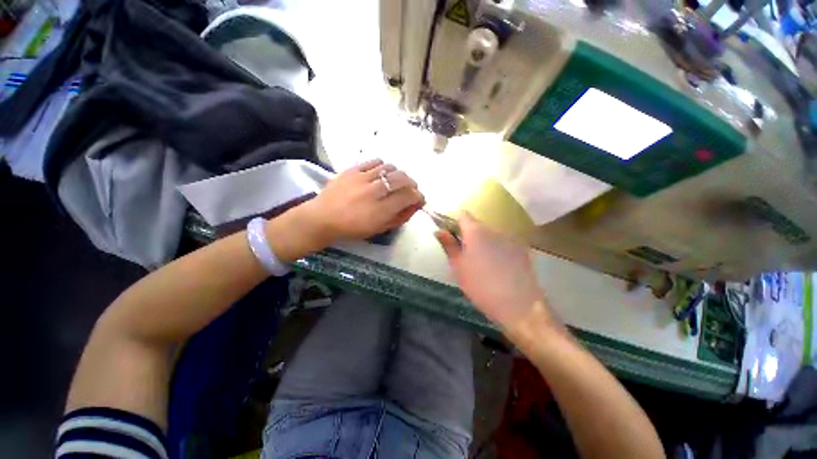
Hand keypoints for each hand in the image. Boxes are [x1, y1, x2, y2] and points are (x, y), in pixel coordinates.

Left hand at [307, 159, 424, 242]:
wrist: (323, 218)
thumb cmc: (353, 228)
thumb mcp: (379, 229)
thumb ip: (400, 217)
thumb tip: (415, 206)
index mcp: (380, 211)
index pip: (408, 196)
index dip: (418, 196)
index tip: (419, 199)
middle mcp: (373, 192)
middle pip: (402, 179)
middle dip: (412, 184)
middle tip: (412, 190)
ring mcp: (362, 178)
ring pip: (390, 168)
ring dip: (399, 174)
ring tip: (397, 181)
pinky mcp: (352, 169)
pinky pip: (375, 161)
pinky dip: (384, 166)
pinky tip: (382, 173)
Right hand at [436, 212, 550, 331]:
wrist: (519, 306)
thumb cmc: (480, 286)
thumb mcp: (458, 267)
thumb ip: (448, 245)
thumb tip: (439, 230)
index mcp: (476, 231)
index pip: (462, 215)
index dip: (454, 223)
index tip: (450, 236)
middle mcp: (494, 229)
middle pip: (477, 225)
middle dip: (468, 235)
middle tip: (464, 255)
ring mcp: (510, 238)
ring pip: (490, 235)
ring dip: (483, 243)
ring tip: (483, 264)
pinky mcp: (522, 249)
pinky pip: (503, 243)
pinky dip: (497, 250)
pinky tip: (499, 268)